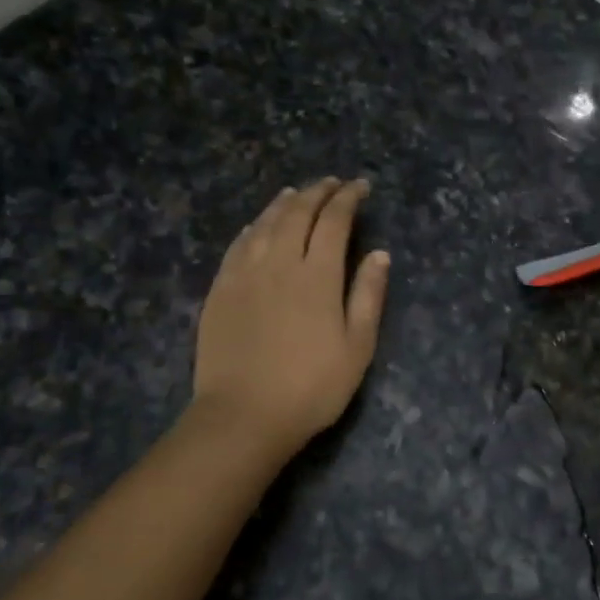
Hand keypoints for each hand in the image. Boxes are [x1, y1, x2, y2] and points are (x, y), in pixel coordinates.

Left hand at [192, 178, 389, 458]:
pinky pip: (238, 244)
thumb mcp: (357, 347)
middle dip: (318, 192)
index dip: (348, 198)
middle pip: (298, 213)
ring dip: (284, 203)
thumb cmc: (311, 386)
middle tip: (331, 183)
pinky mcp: (220, 290)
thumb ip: (368, 295)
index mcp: (317, 275)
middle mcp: (279, 263)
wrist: (243, 416)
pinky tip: (259, 225)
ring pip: (265, 223)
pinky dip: (254, 227)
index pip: (334, 221)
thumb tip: (380, 253)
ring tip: (297, 192)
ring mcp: (244, 274)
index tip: (360, 186)